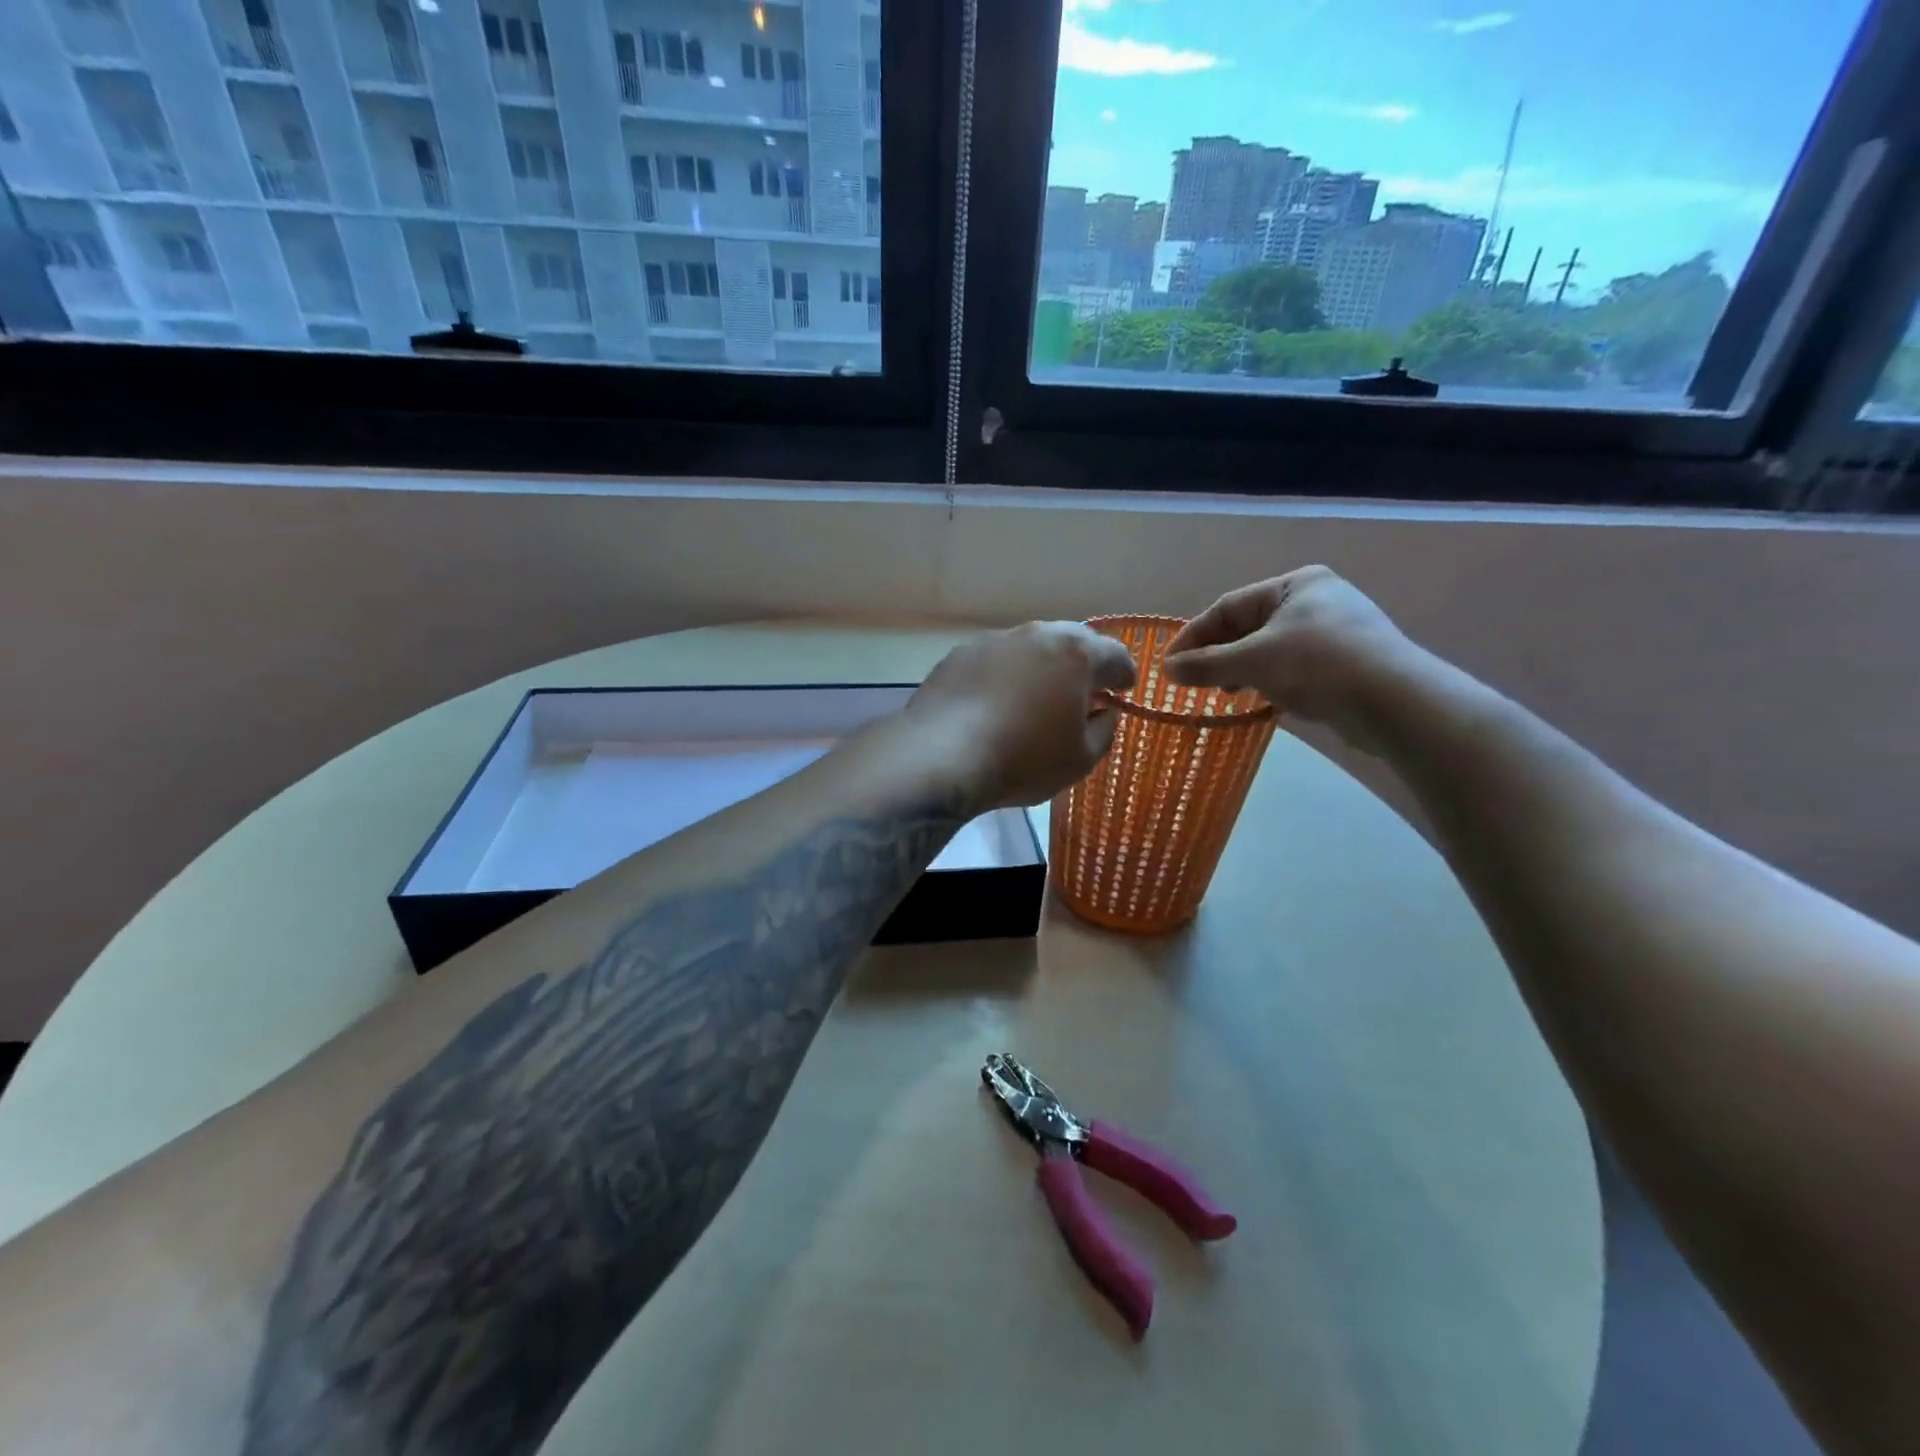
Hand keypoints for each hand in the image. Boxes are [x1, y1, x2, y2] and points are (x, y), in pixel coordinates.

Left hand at [905, 623, 1137, 809]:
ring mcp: (993, 641)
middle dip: (1084, 663)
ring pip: (1030, 647)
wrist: (941, 756)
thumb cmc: (1023, 759)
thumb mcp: (1080, 759)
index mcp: (1075, 653)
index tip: (1124, 690)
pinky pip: (995, 661)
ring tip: (1040, 694)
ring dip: (1042, 666)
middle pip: (1071, 641)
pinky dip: (1006, 675)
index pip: (1114, 655)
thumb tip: (1104, 712)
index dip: (1124, 675)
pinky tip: (998, 701)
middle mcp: (1035, 635)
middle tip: (1086, 689)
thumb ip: (1104, 730)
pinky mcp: (958, 655)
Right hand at [1163, 567, 1418, 746]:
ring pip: (1271, 648)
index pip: (1228, 606)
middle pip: (1249, 626)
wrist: (1395, 702)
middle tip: (1194, 680)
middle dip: (1219, 654)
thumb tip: (1167, 670)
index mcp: (1296, 584)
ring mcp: (1336, 630)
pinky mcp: (1348, 661)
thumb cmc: (1318, 666)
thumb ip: (1205, 665)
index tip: (1169, 664)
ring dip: (1242, 669)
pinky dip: (1270, 679)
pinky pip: (1294, 665)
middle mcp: (1317, 599)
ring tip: (1225, 692)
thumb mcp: (1252, 662)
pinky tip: (1261, 698)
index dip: (1194, 635)